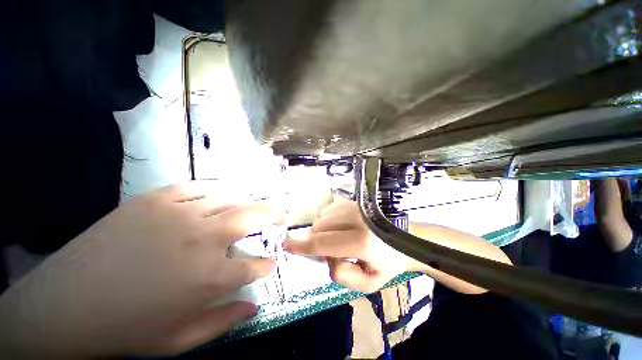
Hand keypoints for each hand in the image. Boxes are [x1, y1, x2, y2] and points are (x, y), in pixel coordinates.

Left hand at [0, 182, 283, 357]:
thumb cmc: (126, 329)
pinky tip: (218, 197)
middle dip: (274, 215)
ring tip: (253, 208)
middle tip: (281, 216)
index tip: (271, 263)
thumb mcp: (179, 340)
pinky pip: (198, 188)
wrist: (65, 304)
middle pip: (253, 217)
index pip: (255, 266)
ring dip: (248, 203)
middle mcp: (203, 240)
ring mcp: (180, 215)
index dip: (266, 265)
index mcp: (210, 277)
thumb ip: (223, 322)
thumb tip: (255, 307)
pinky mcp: (156, 200)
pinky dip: (215, 192)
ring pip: (230, 198)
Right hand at [284, 196, 412, 292]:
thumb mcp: (368, 283)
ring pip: (323, 217)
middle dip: (318, 240)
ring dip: (324, 230)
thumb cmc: (388, 263)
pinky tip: (341, 227)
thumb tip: (326, 257)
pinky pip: (330, 209)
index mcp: (362, 241)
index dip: (303, 246)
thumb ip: (341, 275)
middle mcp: (357, 218)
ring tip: (338, 238)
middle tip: (331, 250)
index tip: (287, 245)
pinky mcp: (355, 201)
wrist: (405, 239)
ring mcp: (356, 206)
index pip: (323, 243)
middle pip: (320, 227)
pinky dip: (329, 220)